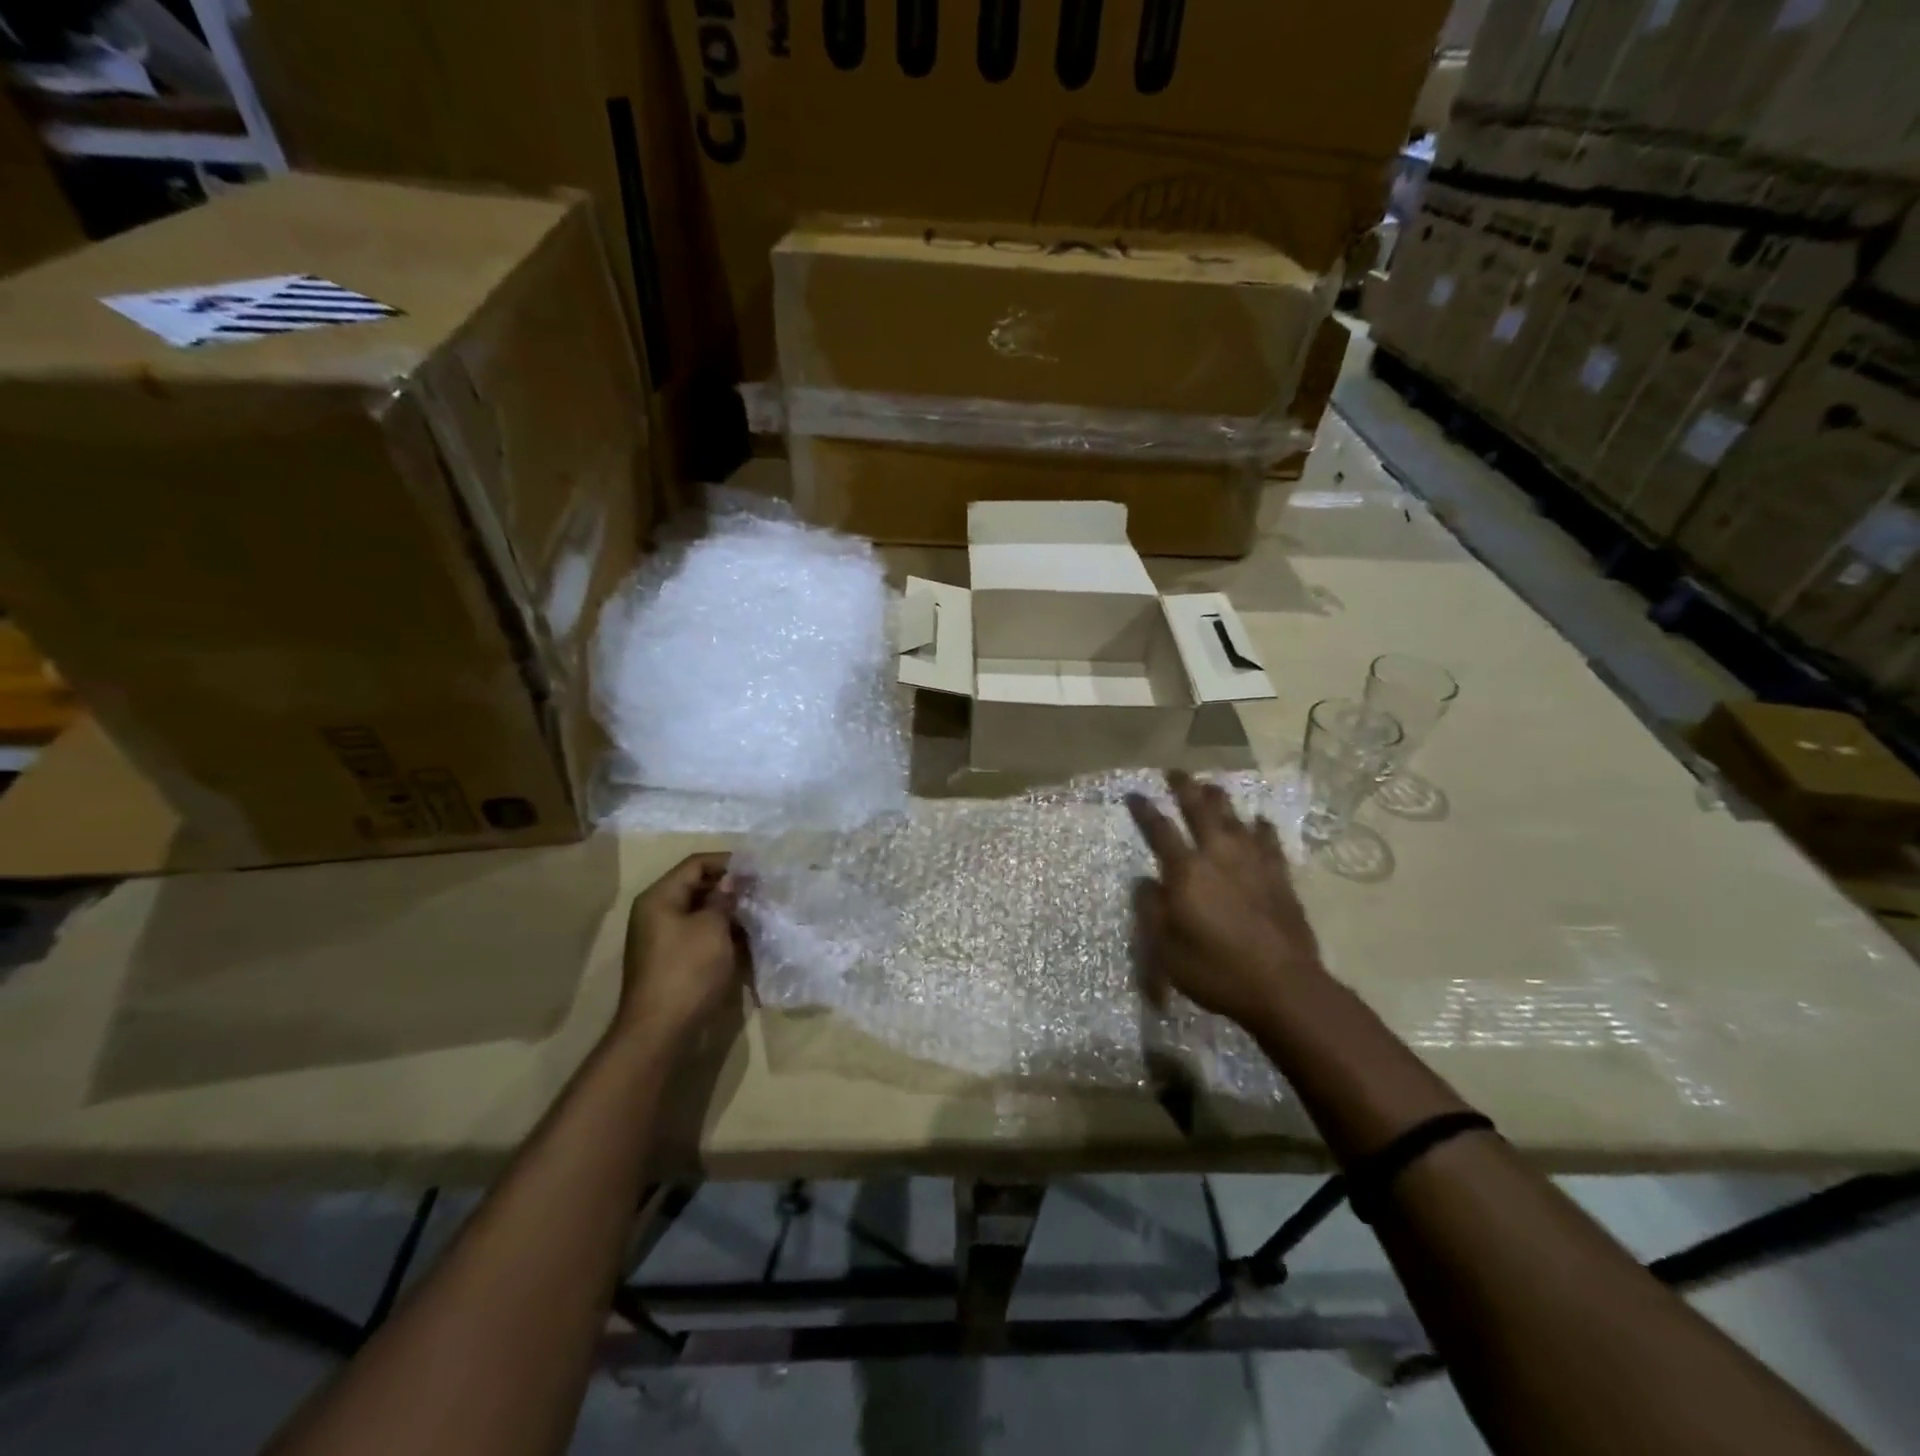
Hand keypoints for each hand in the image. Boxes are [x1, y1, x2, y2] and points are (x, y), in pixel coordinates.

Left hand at [617, 853, 746, 1045]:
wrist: (661, 1031)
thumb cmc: (687, 970)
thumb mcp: (712, 928)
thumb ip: (724, 898)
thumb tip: (732, 880)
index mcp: (660, 897)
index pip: (696, 864)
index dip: (728, 862)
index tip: (758, 869)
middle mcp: (657, 913)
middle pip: (697, 887)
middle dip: (731, 888)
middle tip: (763, 892)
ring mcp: (663, 939)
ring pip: (701, 913)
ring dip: (729, 913)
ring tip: (760, 914)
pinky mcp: (673, 962)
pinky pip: (700, 936)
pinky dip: (722, 934)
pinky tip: (747, 940)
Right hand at [1126, 771, 1327, 1032]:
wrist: (1283, 987)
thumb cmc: (1215, 970)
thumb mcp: (1166, 949)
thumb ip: (1151, 910)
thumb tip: (1144, 881)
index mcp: (1186, 872)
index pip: (1159, 831)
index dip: (1145, 810)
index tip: (1135, 793)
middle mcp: (1218, 856)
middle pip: (1200, 811)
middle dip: (1185, 788)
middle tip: (1176, 771)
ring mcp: (1253, 864)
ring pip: (1235, 819)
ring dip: (1221, 800)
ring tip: (1212, 785)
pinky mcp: (1279, 878)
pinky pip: (1270, 843)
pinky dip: (1262, 828)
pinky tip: (1261, 820)